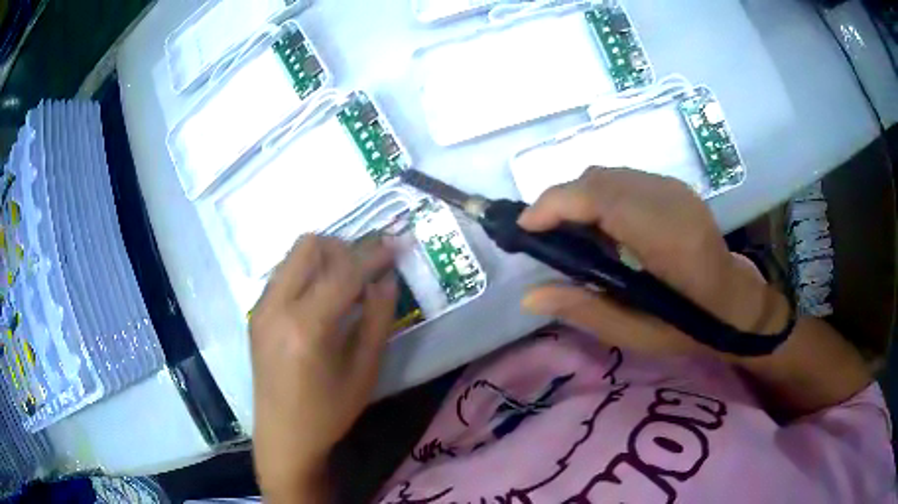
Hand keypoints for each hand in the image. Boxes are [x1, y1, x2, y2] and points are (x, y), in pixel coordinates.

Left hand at [249, 235, 397, 497]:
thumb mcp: (364, 371)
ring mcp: (261, 307)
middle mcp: (276, 306)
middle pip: (310, 246)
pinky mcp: (255, 314)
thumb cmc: (328, 412)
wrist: (283, 436)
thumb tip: (386, 279)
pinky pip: (283, 274)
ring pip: (293, 256)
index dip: (373, 254)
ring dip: (323, 258)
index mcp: (307, 326)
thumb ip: (377, 319)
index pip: (344, 271)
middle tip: (366, 271)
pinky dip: (306, 273)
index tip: (396, 245)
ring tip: (345, 284)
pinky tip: (320, 300)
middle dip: (343, 248)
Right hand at [519, 168, 789, 356]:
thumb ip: (584, 311)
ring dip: (579, 197)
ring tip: (570, 234)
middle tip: (544, 236)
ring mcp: (674, 188)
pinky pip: (624, 179)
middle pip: (598, 179)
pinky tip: (602, 227)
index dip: (555, 204)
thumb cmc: (688, 326)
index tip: (526, 228)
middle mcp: (669, 200)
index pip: (600, 198)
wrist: (734, 302)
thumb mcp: (636, 333)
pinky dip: (599, 196)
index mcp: (666, 238)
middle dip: (560, 201)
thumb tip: (530, 295)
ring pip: (608, 174)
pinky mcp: (674, 187)